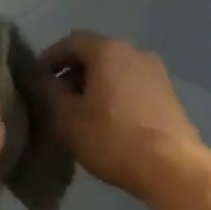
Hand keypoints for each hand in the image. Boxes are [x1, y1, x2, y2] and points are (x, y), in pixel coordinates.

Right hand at [41, 32, 208, 201]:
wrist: (173, 167)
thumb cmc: (113, 137)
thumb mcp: (67, 118)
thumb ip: (48, 92)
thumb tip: (41, 80)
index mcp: (108, 50)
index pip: (71, 42)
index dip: (50, 58)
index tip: (37, 80)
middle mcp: (135, 52)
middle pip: (95, 55)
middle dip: (73, 74)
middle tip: (56, 100)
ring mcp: (156, 73)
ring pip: (116, 72)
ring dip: (95, 87)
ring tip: (81, 115)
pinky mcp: (169, 96)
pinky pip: (133, 87)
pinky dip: (115, 97)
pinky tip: (108, 124)